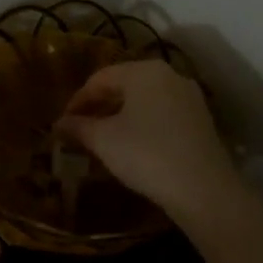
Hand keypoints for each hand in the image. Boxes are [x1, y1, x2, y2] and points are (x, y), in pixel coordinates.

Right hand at [55, 60, 240, 220]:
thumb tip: (59, 124)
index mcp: (144, 71)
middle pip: (124, 85)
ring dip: (120, 116)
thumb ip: (78, 127)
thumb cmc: (146, 154)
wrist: (204, 190)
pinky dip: (142, 124)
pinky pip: (162, 114)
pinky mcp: (201, 121)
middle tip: (80, 130)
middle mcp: (169, 76)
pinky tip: (131, 146)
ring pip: (144, 101)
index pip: (100, 78)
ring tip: (102, 139)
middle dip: (99, 107)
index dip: (78, 100)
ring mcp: (189, 98)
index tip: (63, 123)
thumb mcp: (103, 140)